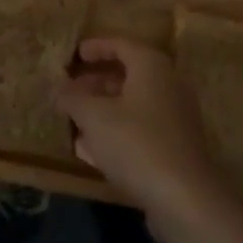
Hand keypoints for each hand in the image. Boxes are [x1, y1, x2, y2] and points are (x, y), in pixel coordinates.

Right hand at [57, 38, 242, 239]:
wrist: (185, 198)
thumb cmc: (136, 143)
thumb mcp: (94, 117)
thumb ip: (73, 98)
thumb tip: (57, 87)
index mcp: (151, 66)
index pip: (121, 44)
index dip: (96, 47)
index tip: (75, 54)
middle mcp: (168, 84)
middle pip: (128, 74)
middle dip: (96, 82)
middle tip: (70, 91)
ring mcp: (176, 117)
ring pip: (133, 104)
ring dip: (104, 109)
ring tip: (76, 120)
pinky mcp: (176, 147)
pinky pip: (141, 128)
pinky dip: (117, 131)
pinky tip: (93, 150)